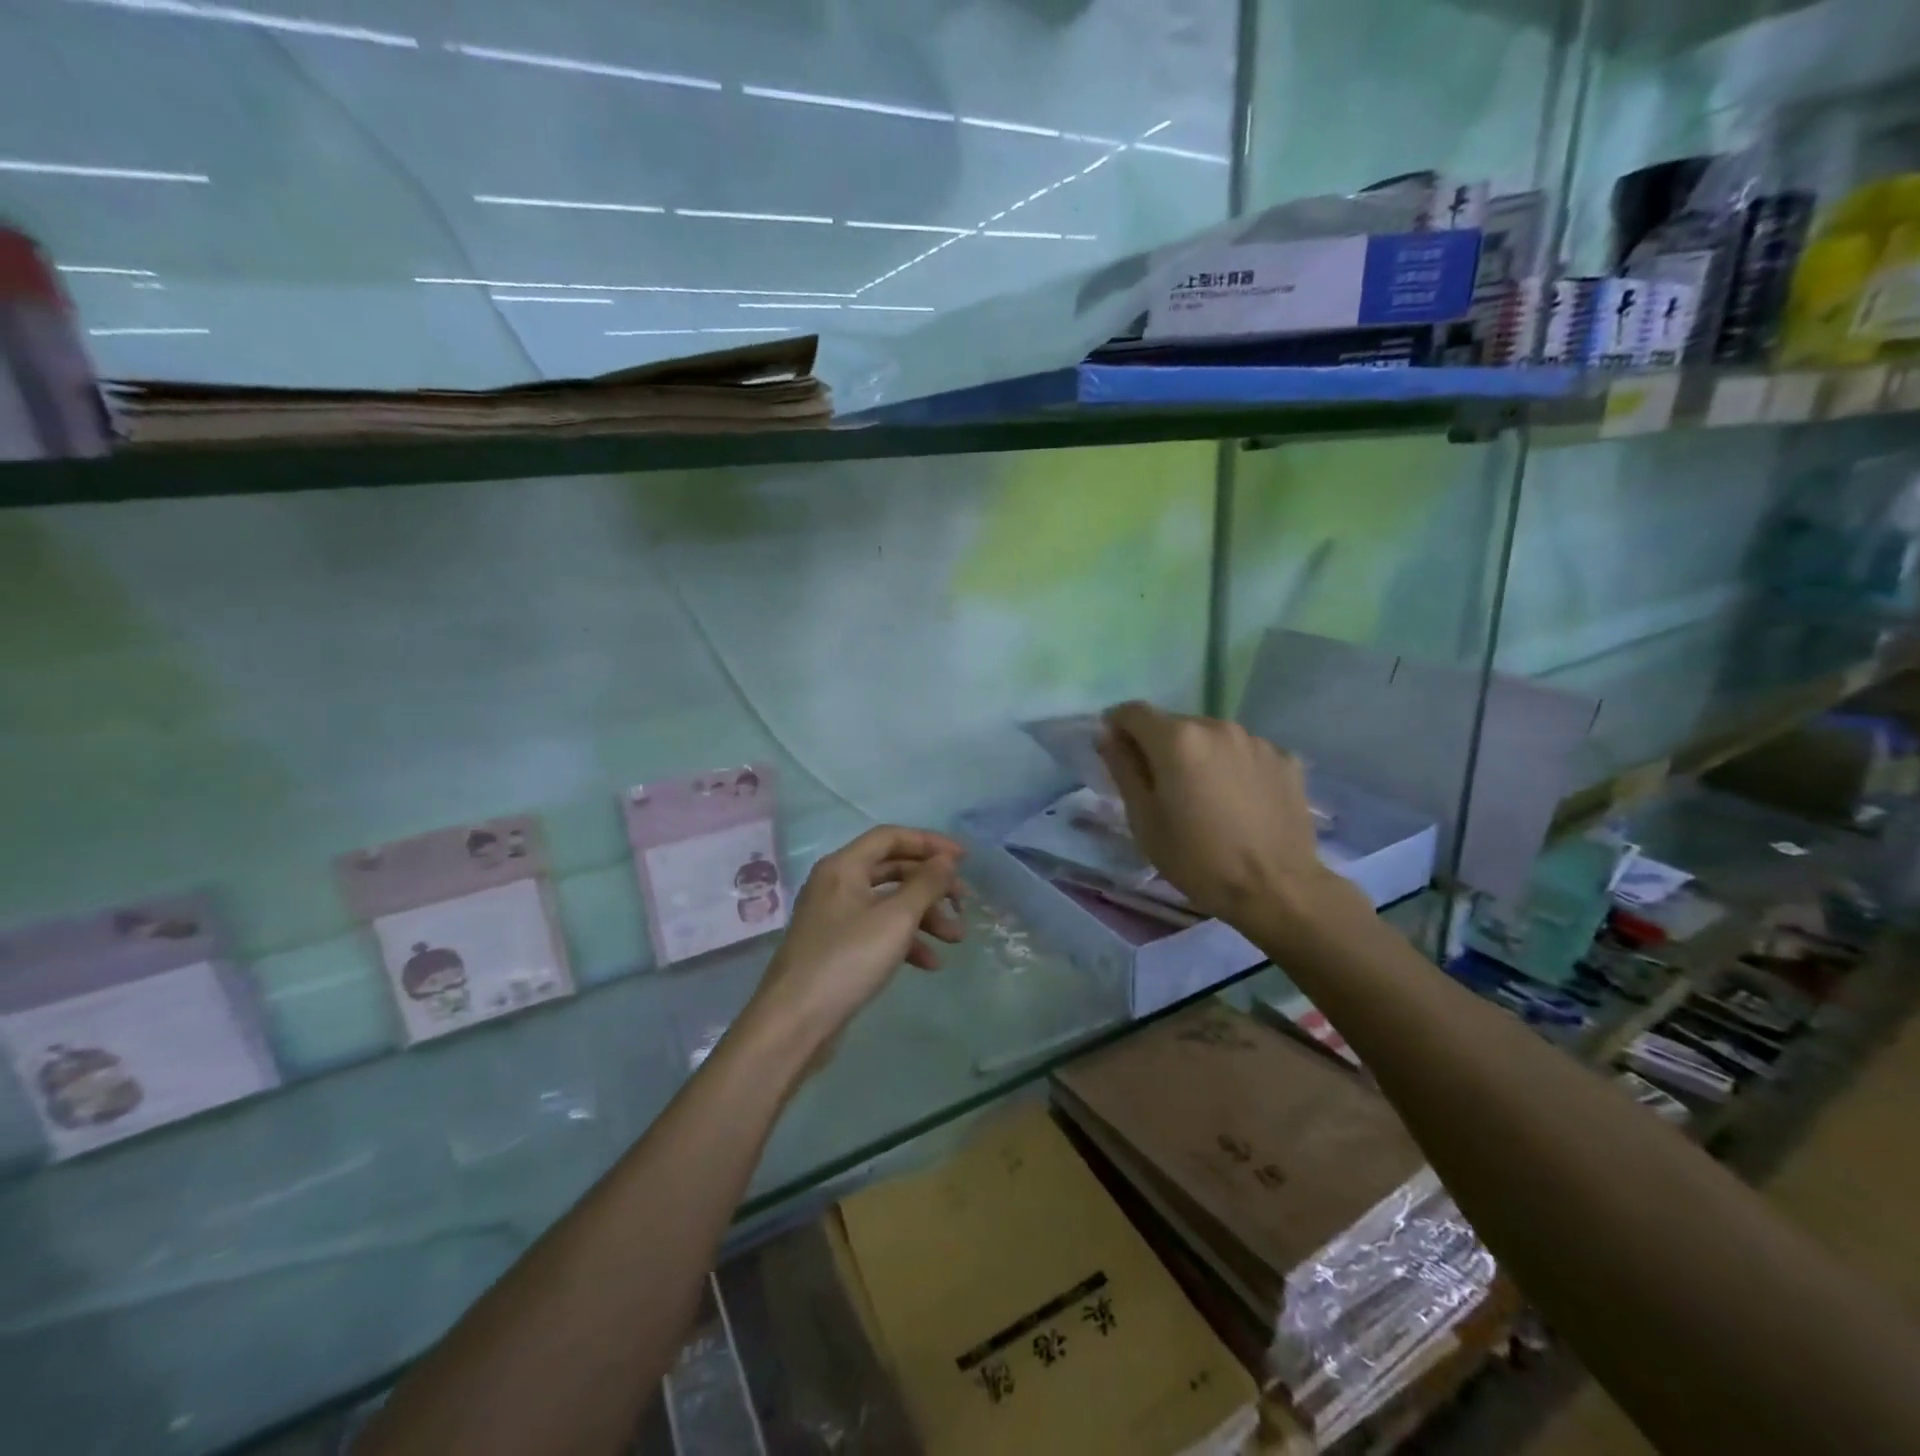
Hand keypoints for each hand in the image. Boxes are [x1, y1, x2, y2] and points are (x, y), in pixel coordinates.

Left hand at [743, 826, 964, 1049]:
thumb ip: (926, 884)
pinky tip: (930, 964)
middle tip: (963, 902)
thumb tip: (946, 860)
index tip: (963, 859)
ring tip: (956, 939)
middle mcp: (836, 884)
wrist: (795, 1023)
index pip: (891, 837)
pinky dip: (906, 941)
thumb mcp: (895, 919)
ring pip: (888, 904)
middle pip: (893, 870)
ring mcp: (835, 918)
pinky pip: (878, 932)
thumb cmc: (847, 959)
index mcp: (843, 867)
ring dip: (925, 917)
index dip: (929, 843)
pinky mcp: (838, 949)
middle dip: (931, 886)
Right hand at [1097, 702, 1366, 942]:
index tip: (1115, 750)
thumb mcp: (1144, 819)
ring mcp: (1257, 741)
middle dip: (1160, 746)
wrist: (1276, 889)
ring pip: (1212, 738)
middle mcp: (1217, 726)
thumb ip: (1122, 768)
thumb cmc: (1196, 858)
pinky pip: (1245, 754)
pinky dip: (1233, 768)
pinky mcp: (1285, 760)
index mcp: (1177, 739)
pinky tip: (1239, 802)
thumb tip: (1107, 735)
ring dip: (1199, 756)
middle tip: (1161, 787)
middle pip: (1175, 724)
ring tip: (1204, 797)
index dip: (1117, 726)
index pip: (1134, 712)